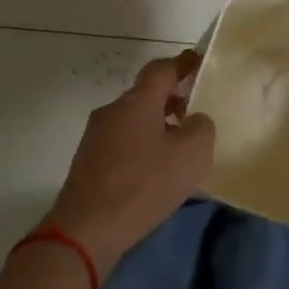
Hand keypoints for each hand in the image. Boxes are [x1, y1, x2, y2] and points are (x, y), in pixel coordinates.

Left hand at [42, 52, 214, 276]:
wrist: (87, 228)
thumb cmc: (143, 184)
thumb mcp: (191, 155)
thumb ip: (201, 128)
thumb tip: (194, 120)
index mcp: (137, 102)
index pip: (162, 69)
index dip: (182, 63)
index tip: (198, 61)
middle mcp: (112, 111)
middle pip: (146, 95)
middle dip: (172, 99)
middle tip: (195, 113)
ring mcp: (96, 136)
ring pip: (134, 120)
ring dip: (157, 125)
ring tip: (179, 147)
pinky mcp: (88, 162)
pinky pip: (123, 143)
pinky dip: (143, 146)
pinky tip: (155, 171)